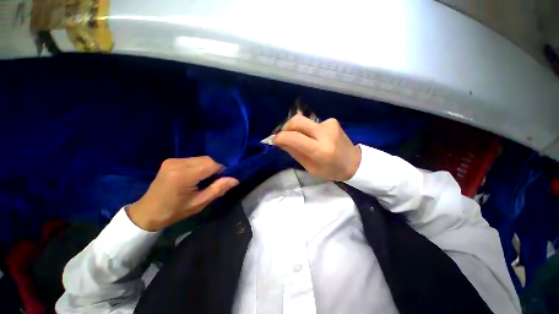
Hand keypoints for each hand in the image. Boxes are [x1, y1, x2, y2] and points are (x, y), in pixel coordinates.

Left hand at [127, 157, 238, 230]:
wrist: (147, 212)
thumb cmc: (174, 211)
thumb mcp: (199, 203)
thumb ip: (218, 189)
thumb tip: (235, 180)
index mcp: (184, 175)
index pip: (211, 165)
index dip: (220, 171)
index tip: (220, 181)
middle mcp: (177, 163)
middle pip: (206, 159)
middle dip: (214, 168)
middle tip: (212, 182)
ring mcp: (172, 160)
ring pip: (200, 158)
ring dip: (207, 166)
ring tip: (202, 179)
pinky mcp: (170, 161)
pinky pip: (192, 159)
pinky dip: (199, 165)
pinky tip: (194, 176)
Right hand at [274, 115, 360, 180]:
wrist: (354, 163)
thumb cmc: (331, 171)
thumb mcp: (310, 168)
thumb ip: (294, 153)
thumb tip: (280, 141)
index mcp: (320, 151)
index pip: (294, 138)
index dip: (281, 137)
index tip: (275, 140)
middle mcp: (325, 134)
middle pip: (297, 120)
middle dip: (286, 127)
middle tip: (284, 136)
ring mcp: (329, 124)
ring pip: (303, 120)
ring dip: (297, 129)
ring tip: (301, 139)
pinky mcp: (332, 121)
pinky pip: (312, 123)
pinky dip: (308, 129)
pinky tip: (314, 137)